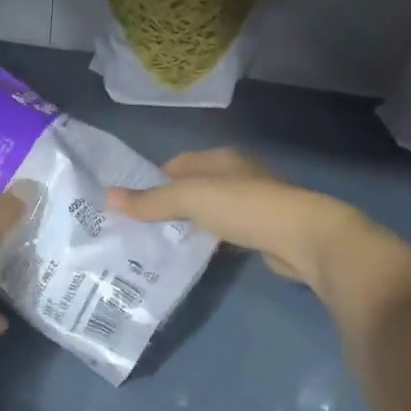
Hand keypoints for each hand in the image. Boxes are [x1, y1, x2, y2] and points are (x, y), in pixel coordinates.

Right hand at [108, 148, 357, 287]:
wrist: (303, 237)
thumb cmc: (244, 207)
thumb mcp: (190, 199)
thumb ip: (150, 201)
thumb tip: (107, 196)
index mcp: (222, 158)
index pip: (178, 164)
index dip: (153, 181)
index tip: (133, 204)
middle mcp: (238, 173)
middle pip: (194, 186)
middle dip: (170, 203)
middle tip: (142, 226)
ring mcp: (254, 201)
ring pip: (211, 209)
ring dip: (191, 222)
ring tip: (163, 242)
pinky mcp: (263, 228)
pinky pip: (226, 229)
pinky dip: (210, 237)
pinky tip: (198, 252)